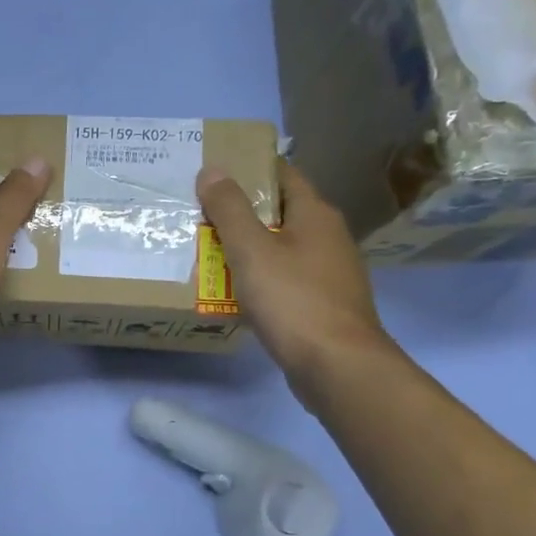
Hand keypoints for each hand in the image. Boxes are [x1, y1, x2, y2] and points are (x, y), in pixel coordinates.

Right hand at [197, 160, 391, 391]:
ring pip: (281, 248)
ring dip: (248, 249)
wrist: (336, 365)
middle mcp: (328, 236)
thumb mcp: (252, 251)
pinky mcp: (322, 303)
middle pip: (280, 212)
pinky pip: (284, 280)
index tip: (212, 173)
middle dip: (241, 213)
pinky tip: (234, 291)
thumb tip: (212, 170)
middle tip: (199, 214)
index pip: (282, 174)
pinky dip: (259, 279)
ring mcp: (329, 272)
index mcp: (316, 214)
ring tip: (207, 252)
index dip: (249, 170)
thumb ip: (230, 210)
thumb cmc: (293, 300)